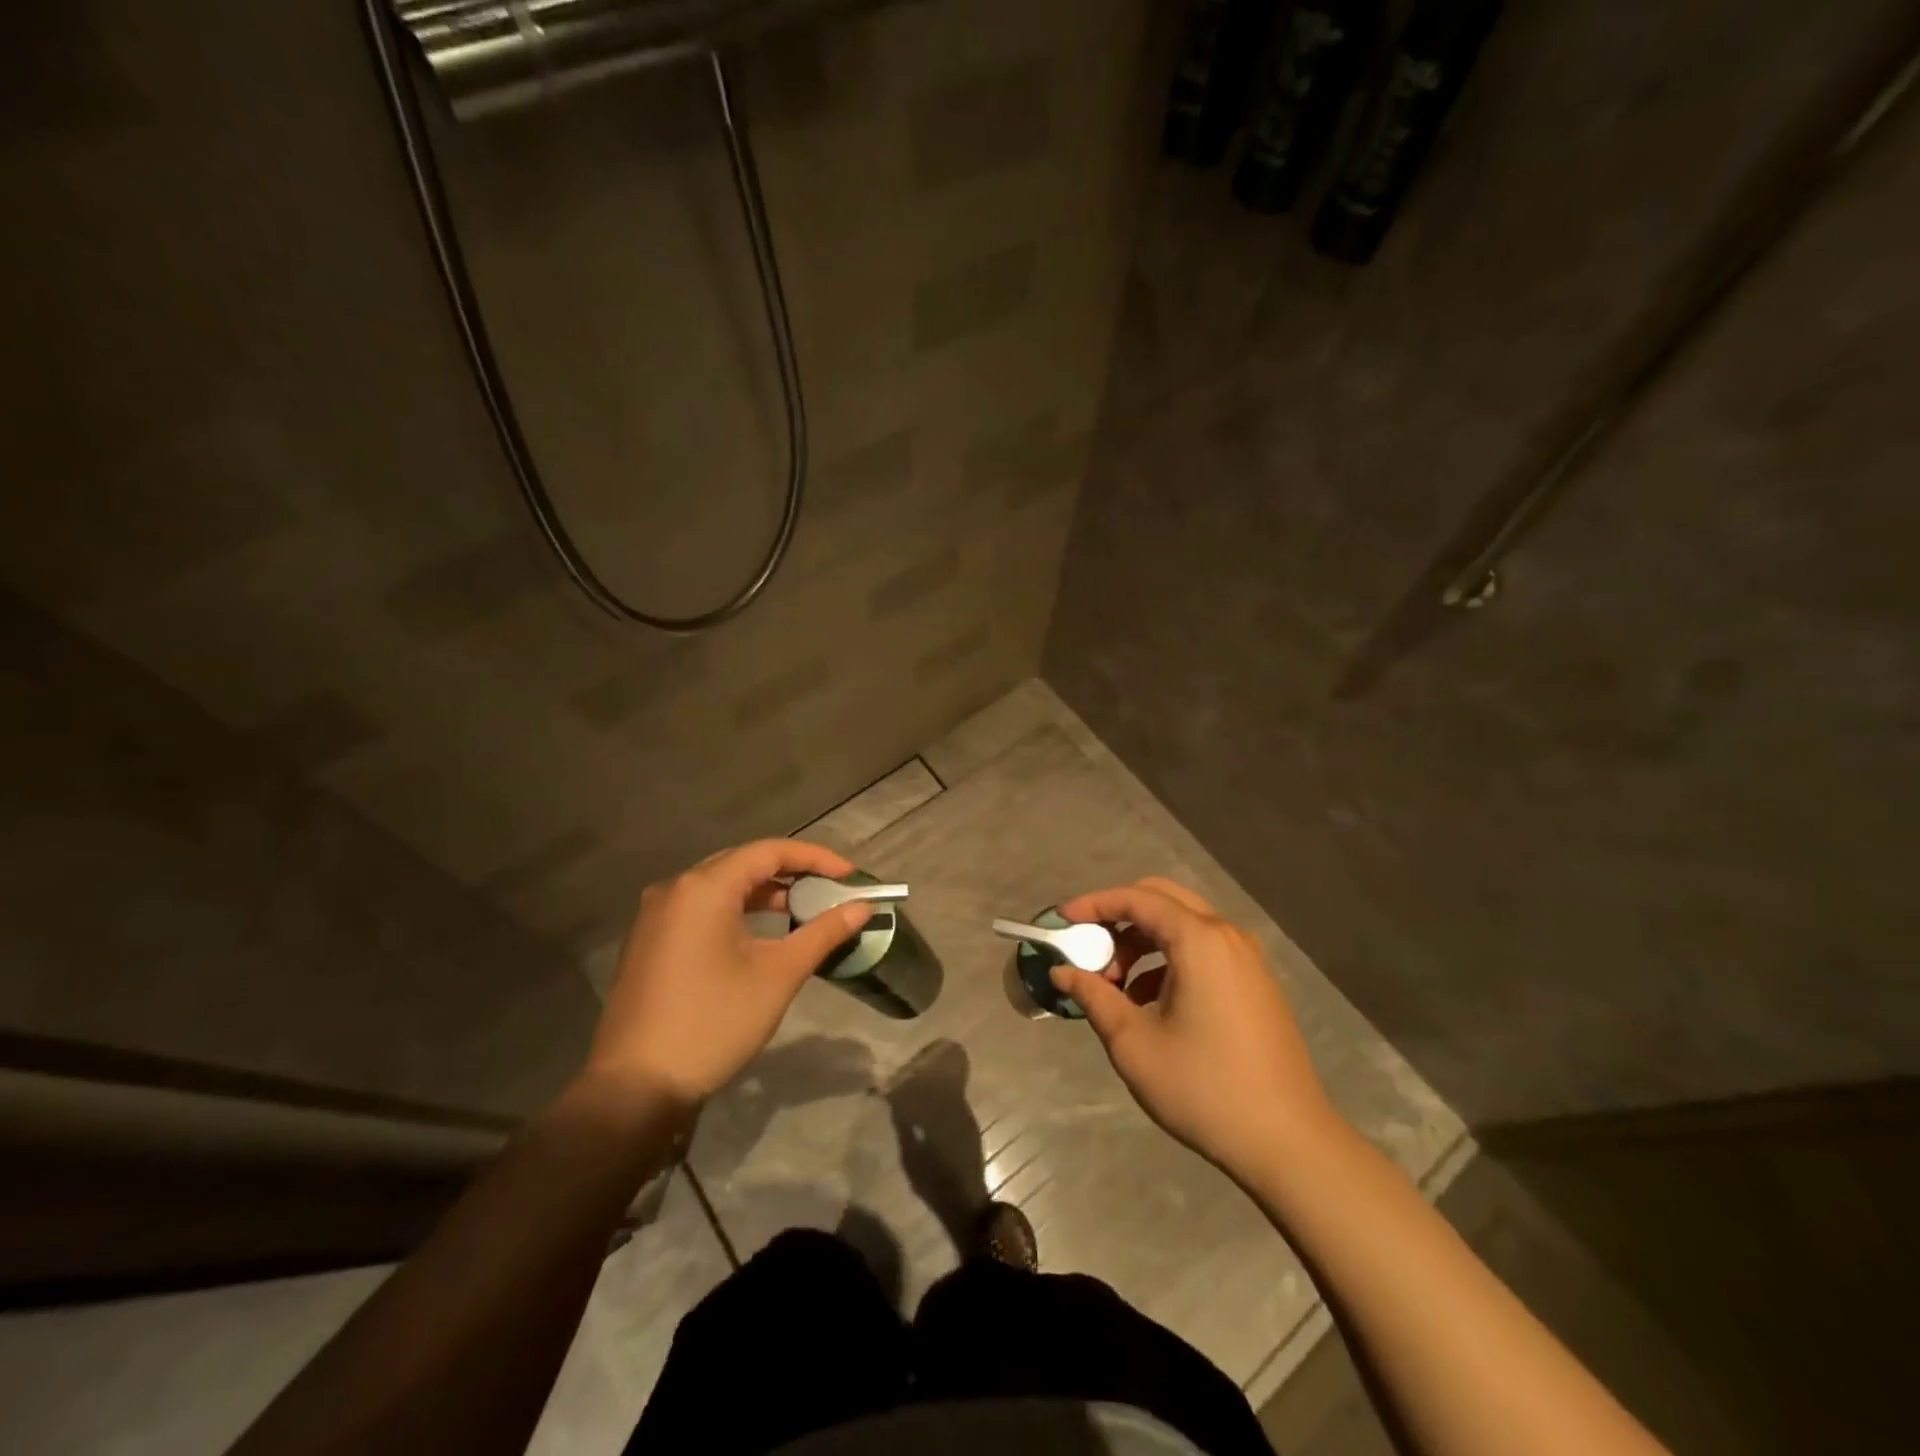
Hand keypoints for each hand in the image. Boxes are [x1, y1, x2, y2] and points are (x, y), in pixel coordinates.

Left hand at [582, 840, 873, 1109]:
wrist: (636, 1087)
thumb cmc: (713, 1022)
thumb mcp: (778, 975)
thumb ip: (823, 933)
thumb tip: (863, 907)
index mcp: (705, 887)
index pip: (770, 851)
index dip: (816, 858)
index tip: (851, 876)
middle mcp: (676, 888)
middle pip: (744, 862)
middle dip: (792, 872)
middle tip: (831, 890)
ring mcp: (657, 914)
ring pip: (722, 885)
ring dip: (765, 893)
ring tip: (804, 910)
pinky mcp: (650, 939)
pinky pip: (702, 907)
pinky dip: (738, 910)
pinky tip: (762, 933)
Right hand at [1053, 878, 1339, 1179]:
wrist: (1288, 1142)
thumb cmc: (1204, 1088)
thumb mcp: (1133, 1043)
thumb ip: (1093, 996)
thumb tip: (1062, 971)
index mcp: (1199, 940)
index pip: (1136, 899)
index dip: (1094, 904)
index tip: (1062, 922)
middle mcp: (1227, 936)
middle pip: (1162, 900)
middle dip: (1119, 918)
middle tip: (1090, 953)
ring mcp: (1247, 959)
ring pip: (1183, 925)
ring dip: (1143, 942)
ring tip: (1117, 988)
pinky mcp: (1256, 983)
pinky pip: (1204, 950)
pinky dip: (1169, 960)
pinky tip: (1151, 1004)